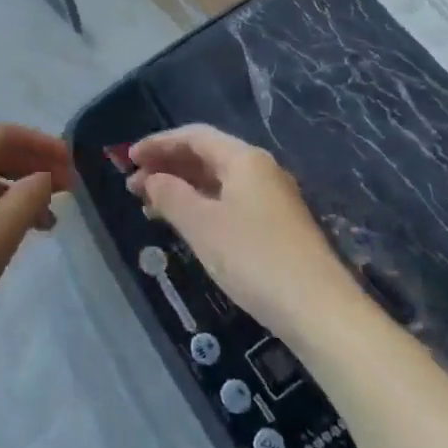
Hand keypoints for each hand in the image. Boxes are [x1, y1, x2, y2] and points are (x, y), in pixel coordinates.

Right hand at [127, 124, 345, 338]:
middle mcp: (260, 170)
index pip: (194, 136)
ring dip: (182, 188)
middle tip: (133, 185)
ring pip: (217, 181)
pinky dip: (201, 206)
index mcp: (244, 159)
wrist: (319, 310)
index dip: (158, 143)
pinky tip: (184, 225)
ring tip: (149, 206)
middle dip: (167, 166)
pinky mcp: (276, 226)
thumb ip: (170, 195)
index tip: (128, 158)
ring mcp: (271, 199)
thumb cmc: (253, 258)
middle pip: (206, 156)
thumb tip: (151, 179)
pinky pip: (228, 202)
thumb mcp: (202, 225)